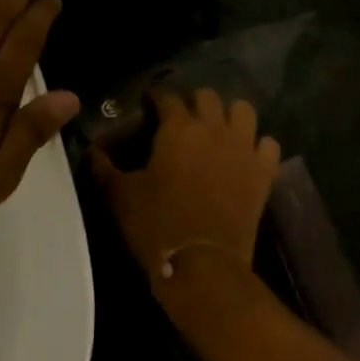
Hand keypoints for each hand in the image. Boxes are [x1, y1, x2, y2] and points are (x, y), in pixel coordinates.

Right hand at [90, 88, 280, 281]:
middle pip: (207, 96)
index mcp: (177, 128)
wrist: (203, 264)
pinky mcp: (263, 171)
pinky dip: (258, 145)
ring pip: (243, 110)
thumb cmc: (157, 225)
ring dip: (229, 114)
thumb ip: (104, 169)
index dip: (156, 97)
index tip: (148, 104)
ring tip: (218, 130)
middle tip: (182, 119)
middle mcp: (213, 128)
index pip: (167, 96)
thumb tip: (91, 151)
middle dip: (193, 102)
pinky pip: (268, 144)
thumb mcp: (121, 196)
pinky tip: (246, 155)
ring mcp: (243, 148)